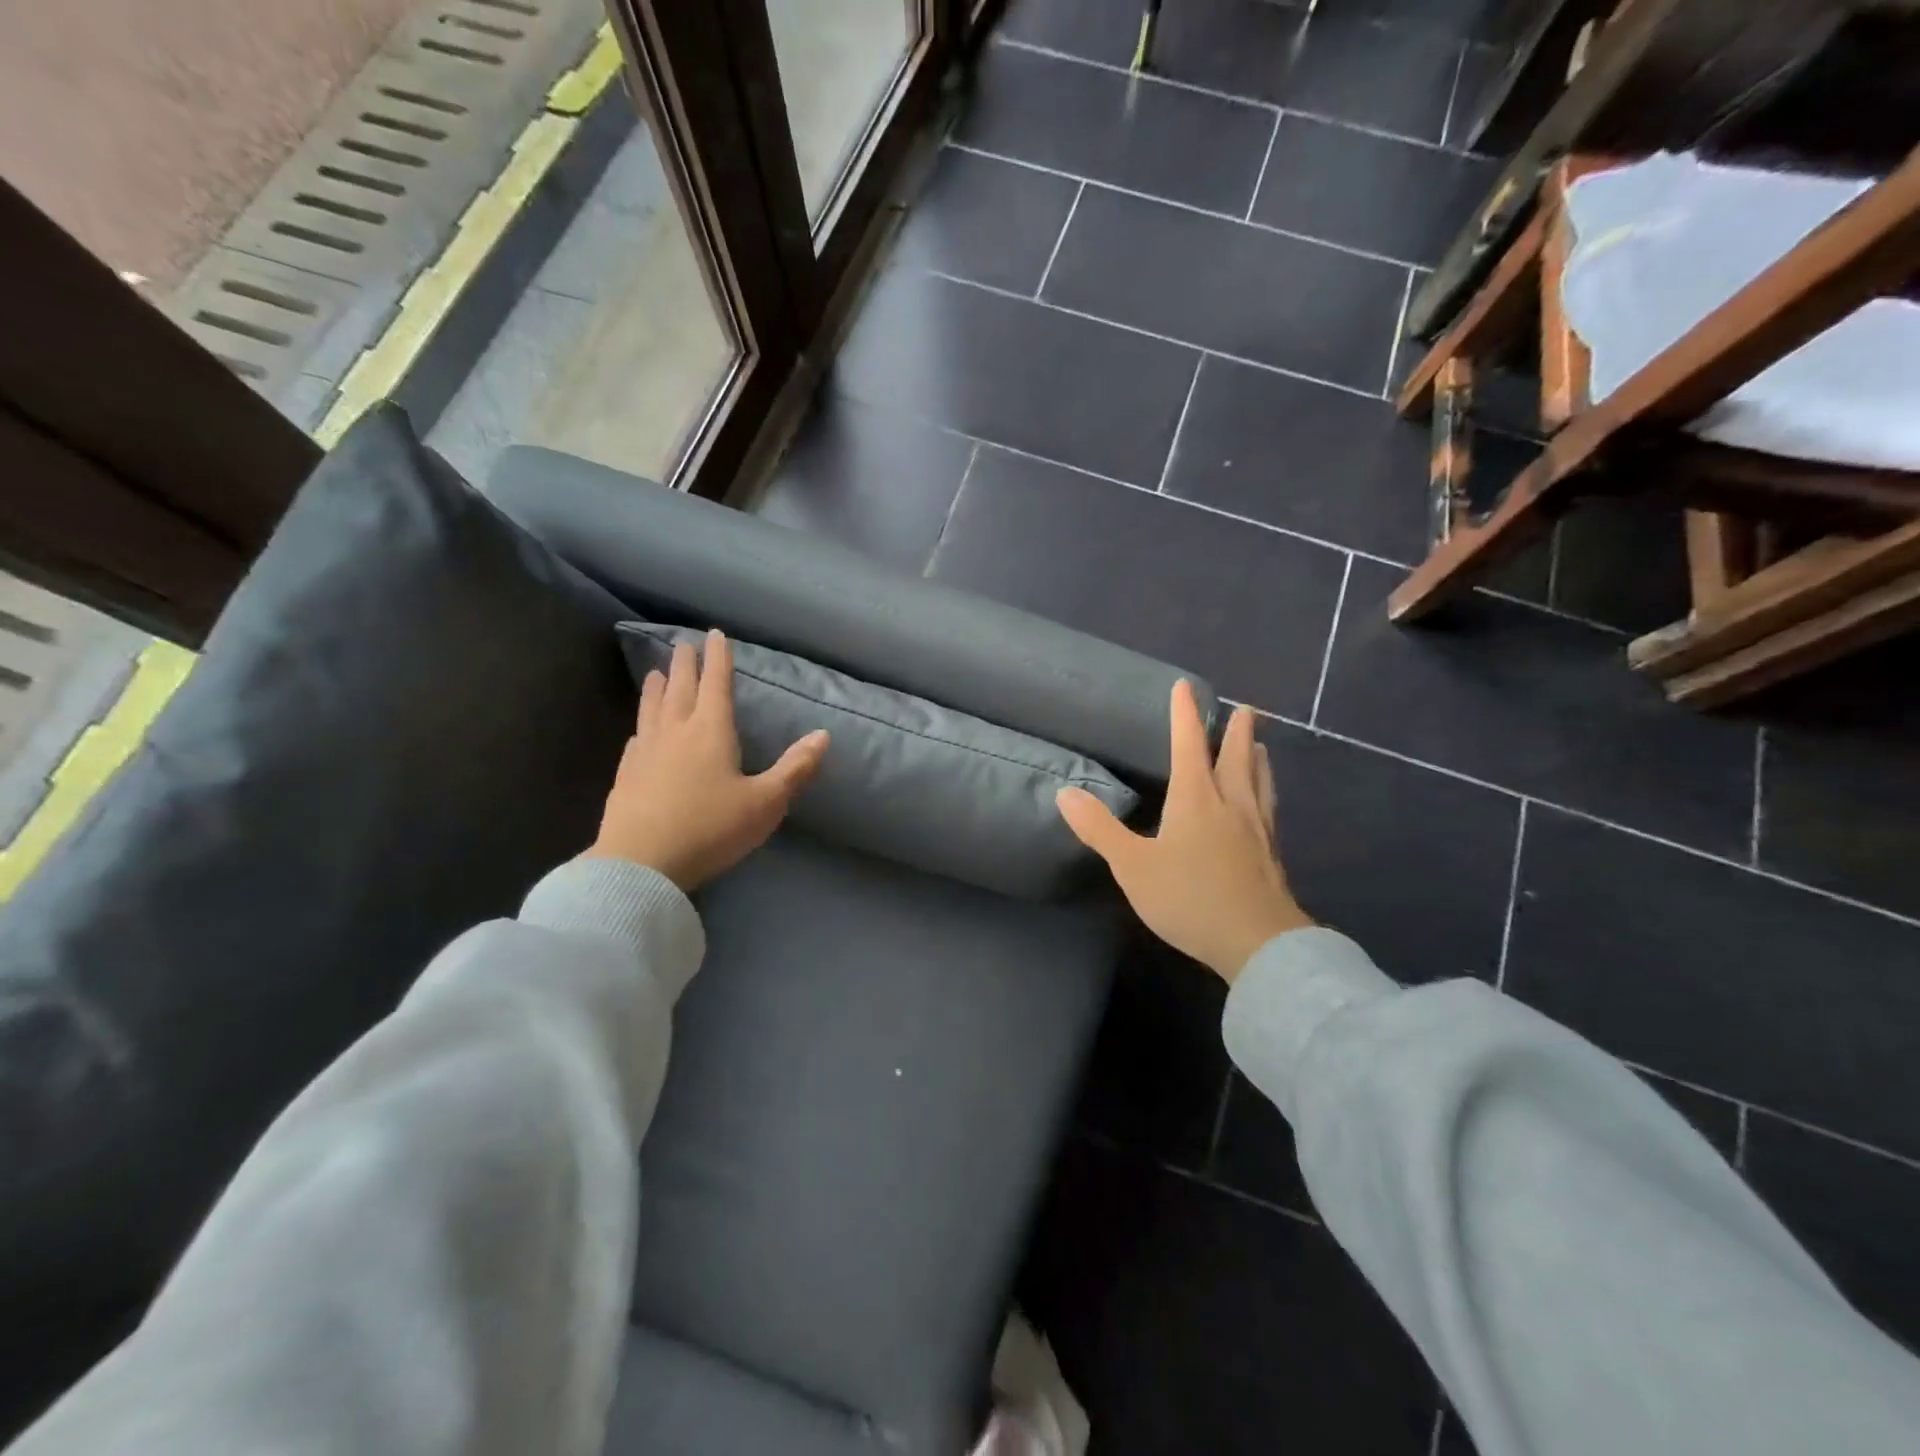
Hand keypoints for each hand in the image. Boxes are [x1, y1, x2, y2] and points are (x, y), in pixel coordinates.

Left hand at [587, 630, 828, 891]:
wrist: (641, 864)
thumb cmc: (711, 829)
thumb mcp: (766, 803)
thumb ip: (795, 768)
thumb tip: (823, 735)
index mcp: (711, 732)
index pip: (716, 684)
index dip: (718, 658)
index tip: (715, 634)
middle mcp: (676, 732)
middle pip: (680, 689)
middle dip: (685, 665)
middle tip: (684, 644)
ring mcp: (645, 753)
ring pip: (652, 709)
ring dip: (656, 688)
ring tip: (655, 673)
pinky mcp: (626, 776)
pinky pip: (636, 740)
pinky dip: (641, 727)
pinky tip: (638, 732)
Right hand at [1057, 683, 1309, 981]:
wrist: (1258, 943)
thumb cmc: (1189, 898)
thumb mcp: (1132, 866)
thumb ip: (1099, 829)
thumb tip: (1065, 792)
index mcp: (1196, 799)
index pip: (1188, 745)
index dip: (1184, 715)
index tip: (1184, 687)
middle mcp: (1231, 804)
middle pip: (1236, 757)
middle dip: (1238, 731)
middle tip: (1246, 709)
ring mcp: (1257, 829)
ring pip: (1259, 782)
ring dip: (1258, 758)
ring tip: (1261, 746)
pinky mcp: (1272, 855)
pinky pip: (1269, 809)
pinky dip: (1267, 792)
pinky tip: (1266, 805)